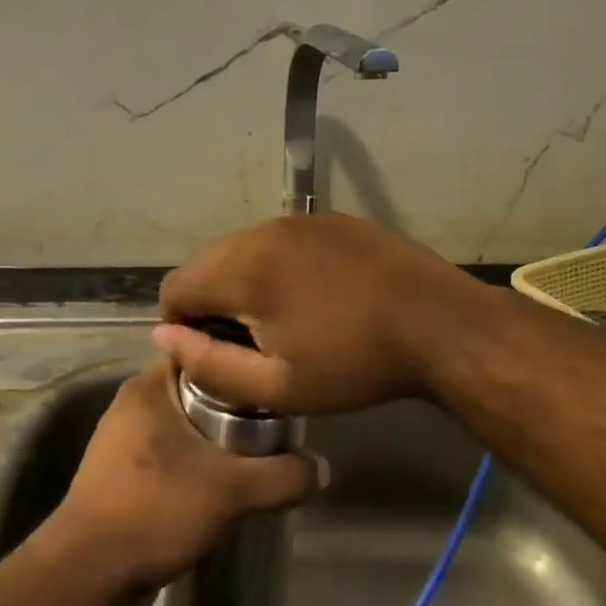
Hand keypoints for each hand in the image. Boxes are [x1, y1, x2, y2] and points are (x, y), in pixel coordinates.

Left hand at [40, 361, 325, 599]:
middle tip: (276, 415)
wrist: (87, 576)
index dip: (237, 357)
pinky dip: (196, 465)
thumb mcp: (230, 489)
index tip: (272, 369)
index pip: (199, 350)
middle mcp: (132, 406)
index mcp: (148, 387)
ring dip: (215, 438)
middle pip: (196, 390)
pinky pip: (170, 457)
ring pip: (183, 426)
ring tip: (259, 449)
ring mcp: (123, 444)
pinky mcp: (121, 478)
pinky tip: (224, 483)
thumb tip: (322, 467)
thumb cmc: (154, 509)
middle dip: (234, 404)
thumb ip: (281, 475)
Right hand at [154, 213, 491, 414]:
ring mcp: (300, 219)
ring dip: (242, 280)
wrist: (440, 325)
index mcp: (244, 269)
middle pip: (206, 262)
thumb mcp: (278, 385)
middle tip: (244, 341)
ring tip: (280, 319)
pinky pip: (280, 239)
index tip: (211, 353)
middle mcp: (263, 231)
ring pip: (242, 247)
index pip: (176, 286)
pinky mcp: (330, 219)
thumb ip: (209, 363)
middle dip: (209, 300)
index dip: (180, 324)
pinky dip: (276, 264)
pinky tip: (312, 294)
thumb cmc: (356, 363)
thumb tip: (164, 335)